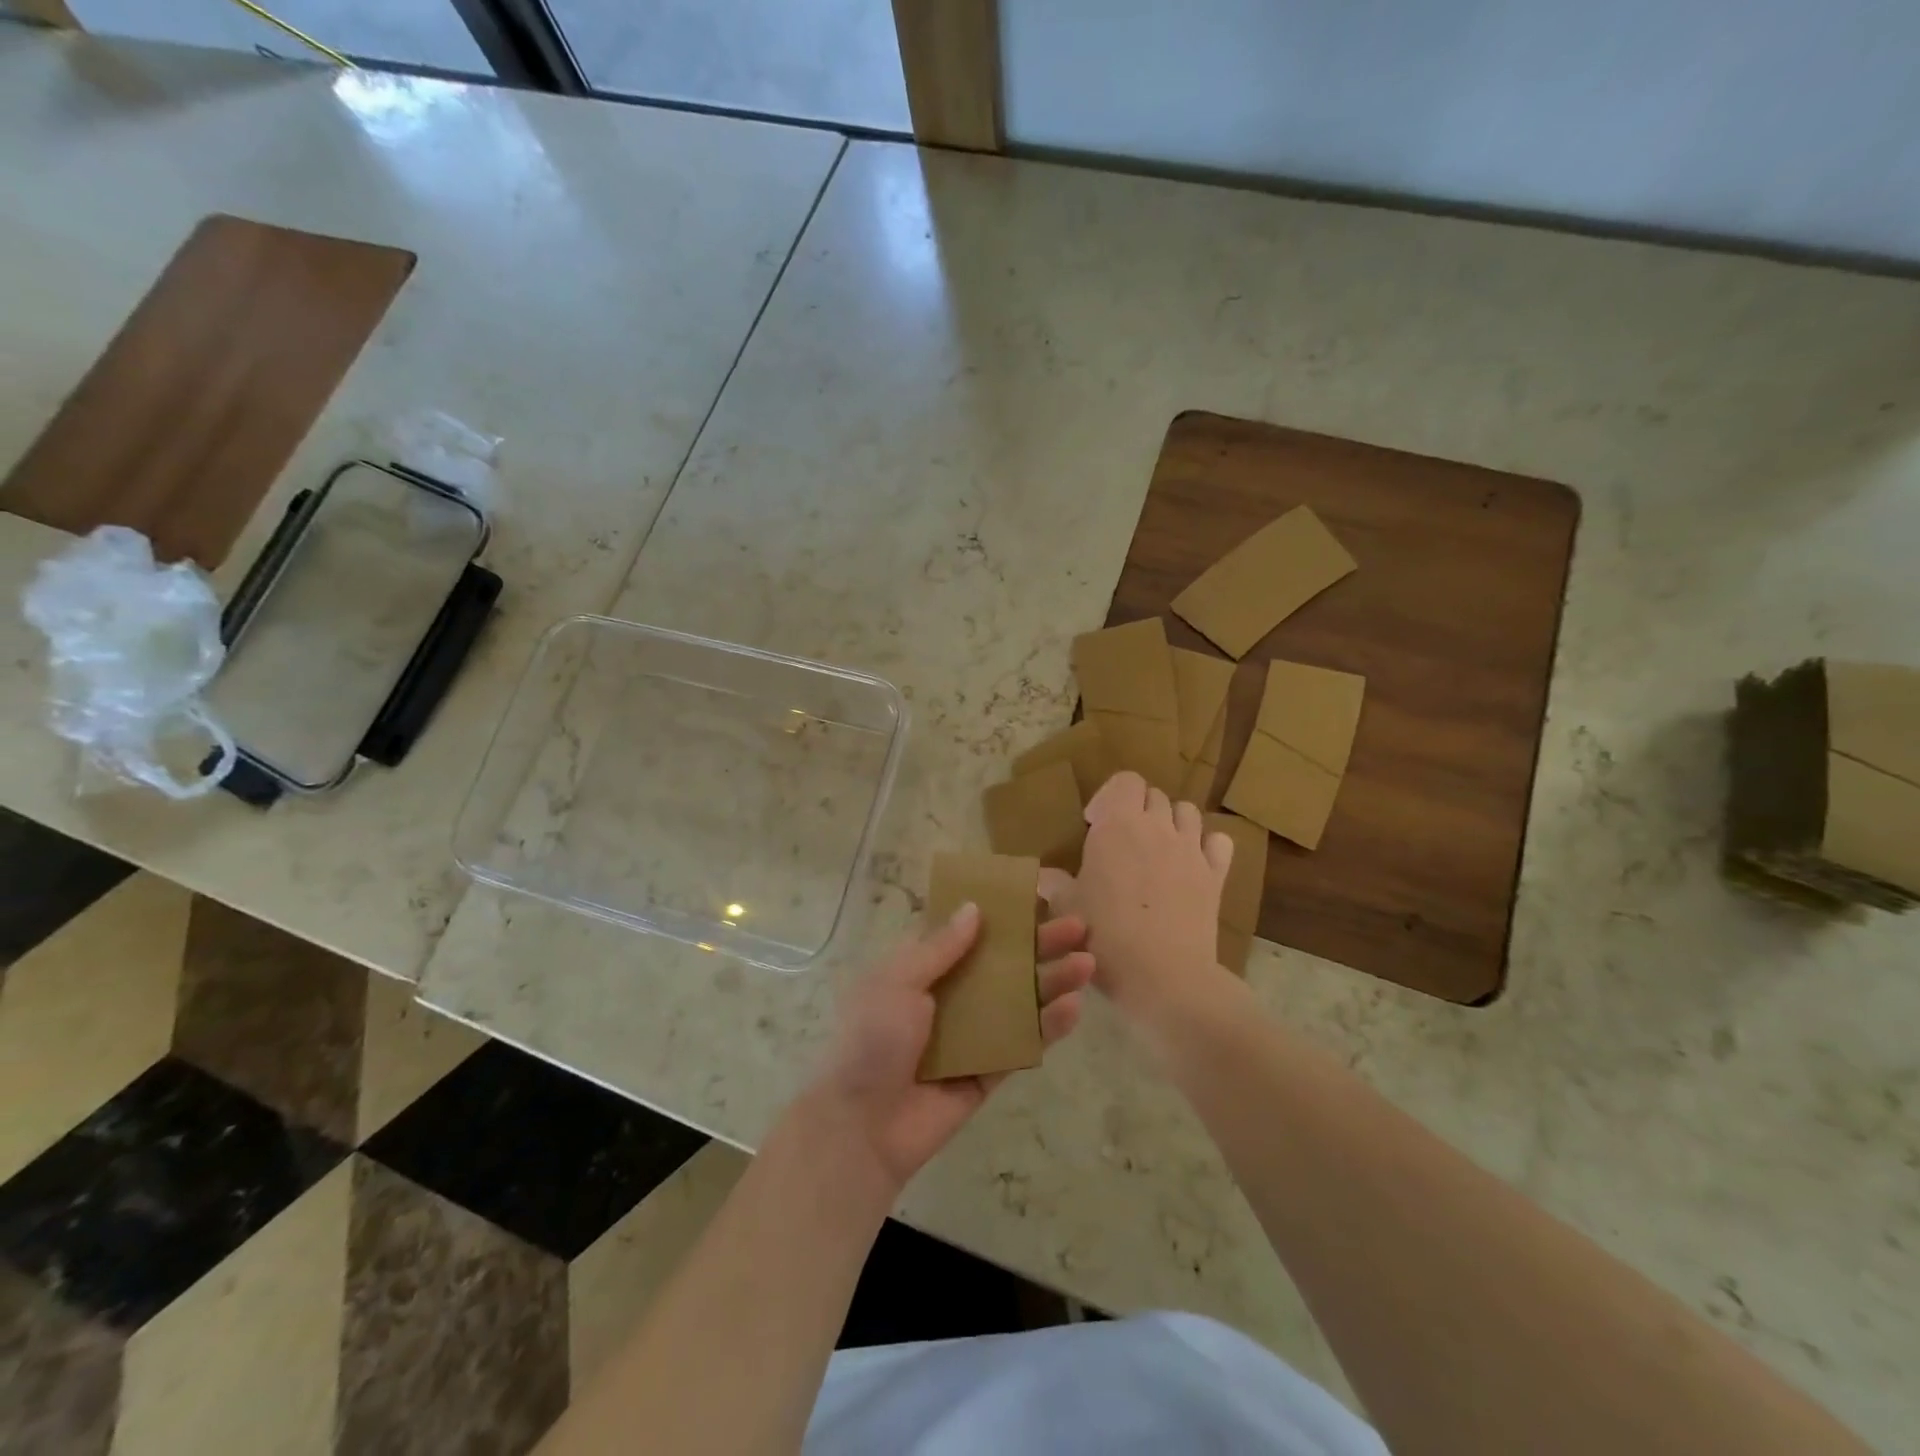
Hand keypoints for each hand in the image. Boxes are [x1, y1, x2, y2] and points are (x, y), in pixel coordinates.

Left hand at [807, 904, 1095, 1189]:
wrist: (862, 1124)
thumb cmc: (874, 1038)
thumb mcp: (899, 980)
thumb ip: (940, 947)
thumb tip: (974, 908)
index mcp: (923, 970)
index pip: (968, 934)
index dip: (1000, 916)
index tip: (1037, 898)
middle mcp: (951, 996)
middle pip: (1003, 964)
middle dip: (1039, 946)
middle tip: (1078, 928)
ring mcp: (973, 1035)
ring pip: (1020, 1001)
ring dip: (1052, 982)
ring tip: (1087, 964)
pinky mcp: (989, 1072)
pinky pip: (1022, 1044)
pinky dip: (1048, 1027)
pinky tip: (1073, 1007)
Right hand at [1039, 771, 1232, 1023]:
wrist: (1164, 977)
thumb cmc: (1106, 936)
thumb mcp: (1067, 908)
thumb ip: (1054, 884)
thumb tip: (1043, 875)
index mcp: (1117, 825)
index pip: (1125, 780)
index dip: (1110, 796)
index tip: (1094, 824)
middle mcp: (1157, 826)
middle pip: (1153, 795)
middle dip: (1137, 809)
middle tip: (1122, 841)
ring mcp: (1191, 849)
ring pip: (1187, 811)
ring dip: (1171, 821)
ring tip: (1156, 848)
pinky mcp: (1216, 875)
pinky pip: (1219, 842)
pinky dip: (1206, 845)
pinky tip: (1192, 863)